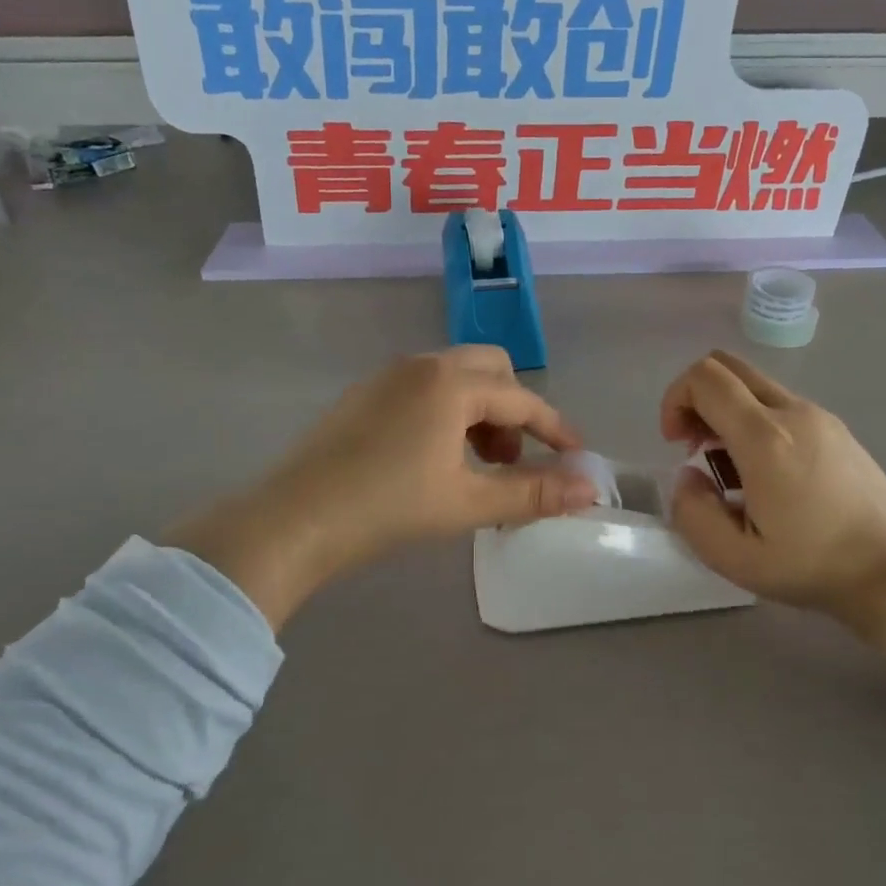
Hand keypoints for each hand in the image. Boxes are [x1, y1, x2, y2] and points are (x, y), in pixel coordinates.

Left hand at [168, 348, 594, 629]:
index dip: (554, 428)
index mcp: (452, 383)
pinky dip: (447, 411)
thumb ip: (533, 493)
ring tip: (475, 464)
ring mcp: (387, 376)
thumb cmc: (388, 508)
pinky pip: (423, 388)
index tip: (575, 457)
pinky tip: (433, 456)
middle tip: (511, 459)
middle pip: (490, 370)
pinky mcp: (363, 394)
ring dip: (480, 411)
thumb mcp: (467, 503)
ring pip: (455, 377)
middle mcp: (421, 365)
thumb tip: (590, 490)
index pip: (522, 398)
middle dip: (513, 410)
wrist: (294, 520)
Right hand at [660, 351, 885, 679]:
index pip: (704, 378)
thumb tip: (689, 475)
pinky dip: (754, 421)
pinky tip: (766, 473)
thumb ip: (692, 512)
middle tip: (695, 446)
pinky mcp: (836, 428)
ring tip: (730, 469)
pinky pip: (780, 404)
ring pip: (754, 385)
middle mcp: (793, 412)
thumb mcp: (733, 558)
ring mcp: (819, 416)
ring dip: (726, 412)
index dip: (675, 400)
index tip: (677, 444)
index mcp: (764, 438)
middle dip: (696, 397)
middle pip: (727, 366)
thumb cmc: (812, 565)